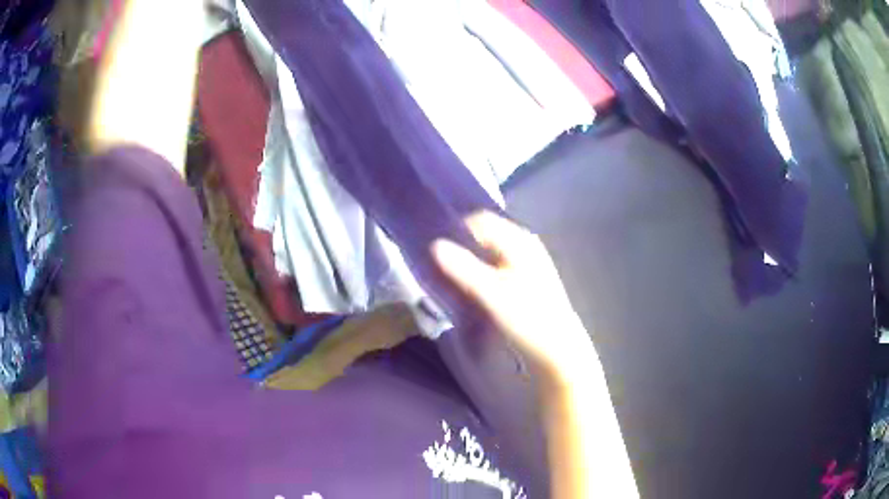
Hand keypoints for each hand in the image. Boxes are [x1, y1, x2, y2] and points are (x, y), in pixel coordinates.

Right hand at [432, 211, 595, 389]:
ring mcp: (526, 264)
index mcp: (519, 240)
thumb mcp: (491, 294)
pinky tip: (470, 292)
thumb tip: (434, 245)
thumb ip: (463, 268)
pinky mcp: (524, 282)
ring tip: (450, 281)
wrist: (557, 351)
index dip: (457, 231)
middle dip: (461, 249)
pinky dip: (480, 275)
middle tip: (439, 268)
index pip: (480, 221)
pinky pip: (495, 269)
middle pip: (484, 236)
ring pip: (488, 254)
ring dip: (469, 264)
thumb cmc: (527, 319)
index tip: (435, 251)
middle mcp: (524, 245)